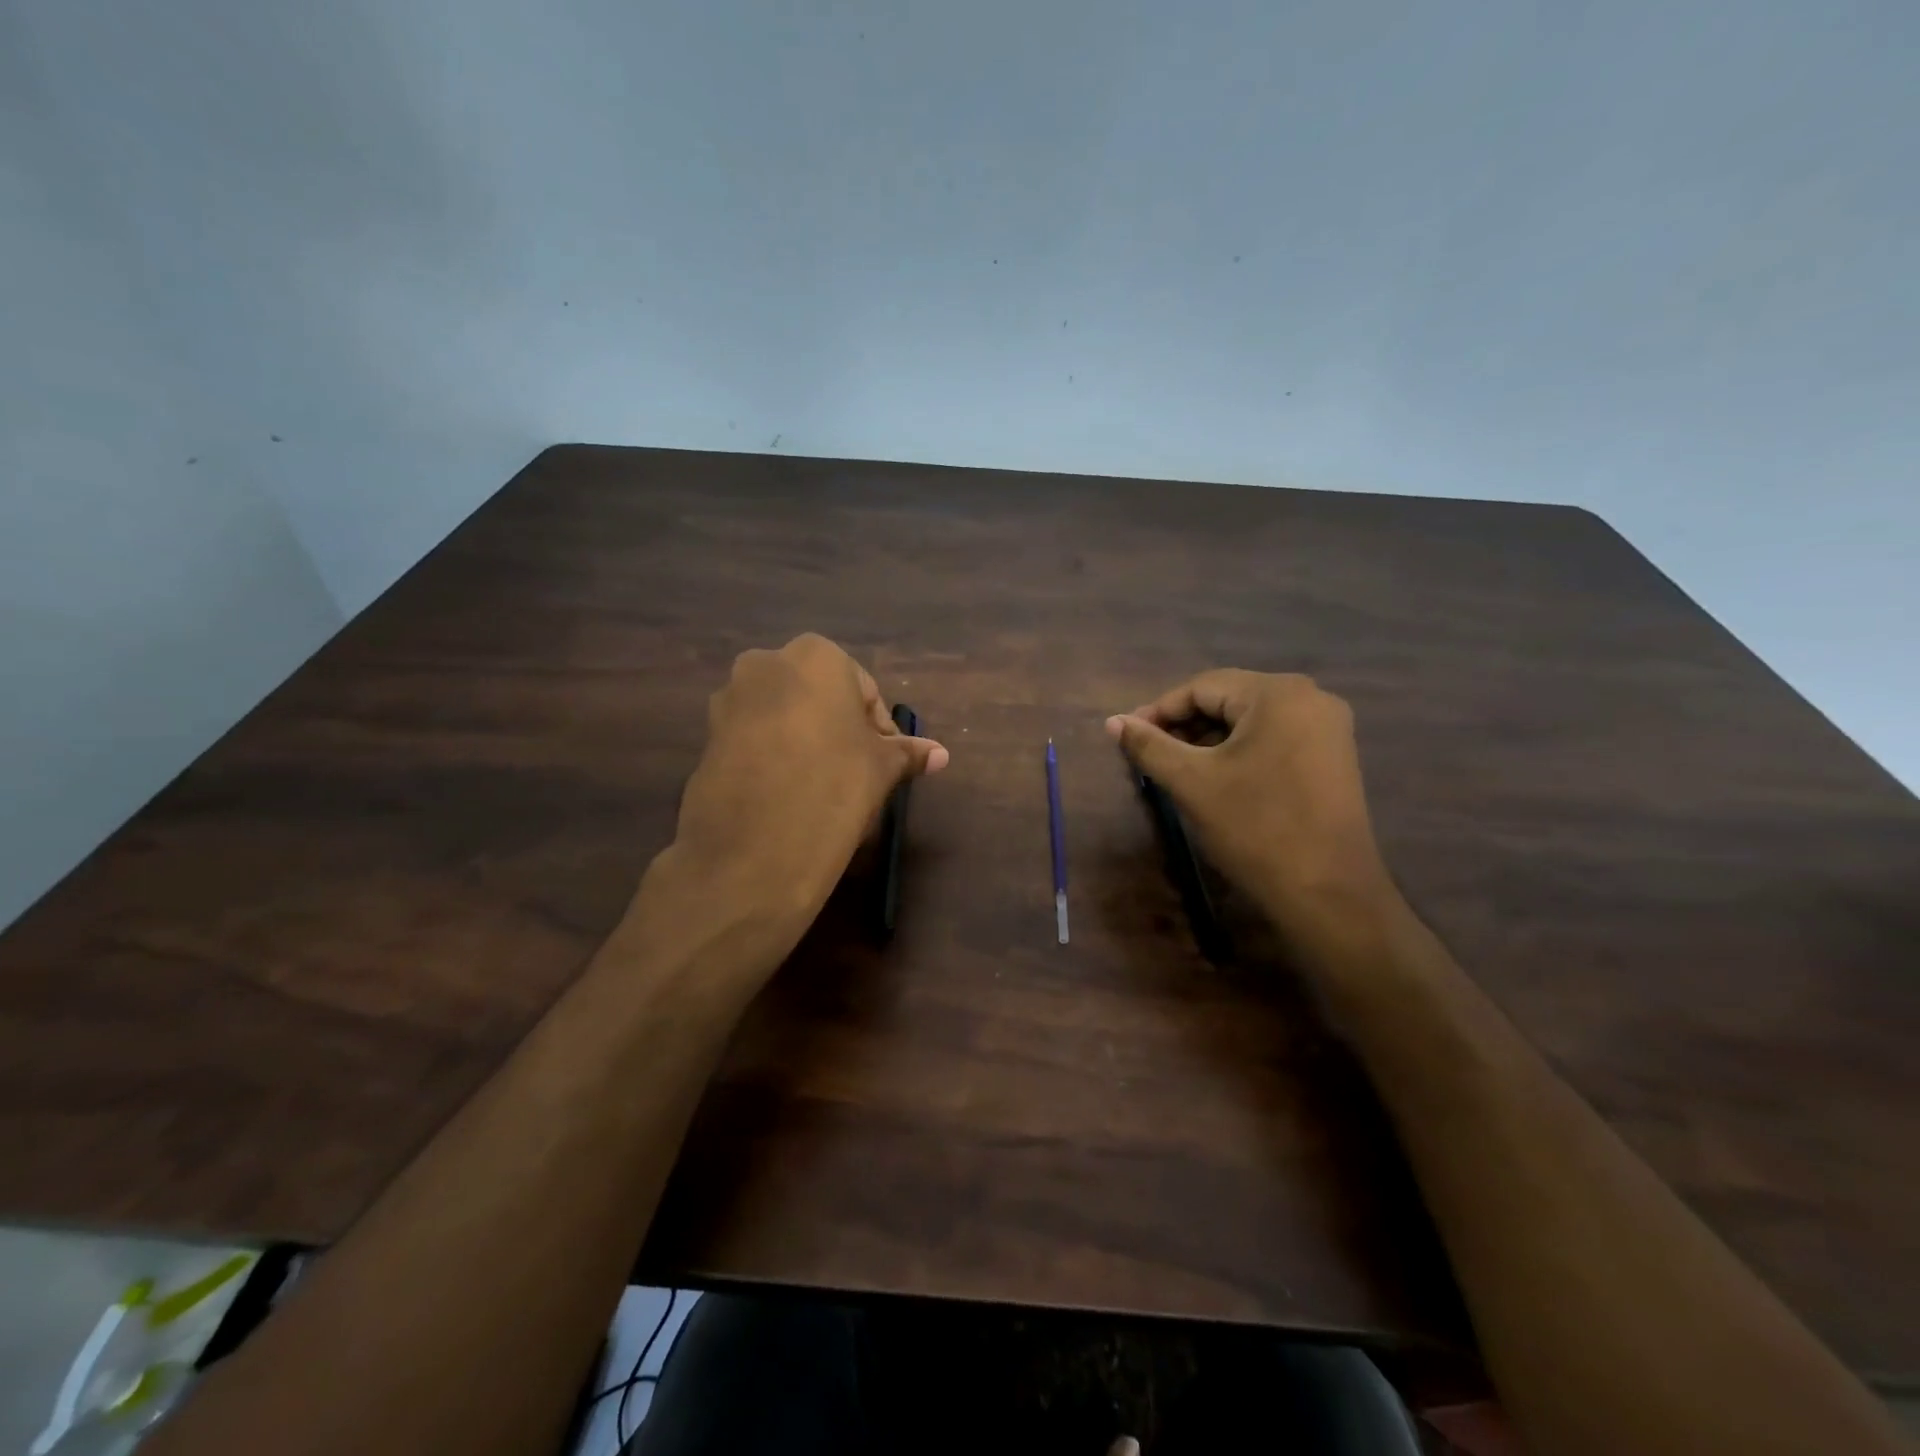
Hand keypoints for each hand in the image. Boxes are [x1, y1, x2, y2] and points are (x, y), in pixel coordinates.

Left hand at [669, 634, 947, 921]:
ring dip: (805, 742)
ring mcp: (729, 700)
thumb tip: (941, 755)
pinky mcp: (706, 737)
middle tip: (855, 773)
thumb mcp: (881, 768)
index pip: (864, 690)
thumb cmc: (834, 786)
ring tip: (820, 787)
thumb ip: (908, 753)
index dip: (878, 729)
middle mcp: (765, 663)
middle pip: (819, 698)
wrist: (753, 848)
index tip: (884, 764)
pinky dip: (773, 757)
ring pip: (784, 716)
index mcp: (815, 656)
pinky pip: (753, 739)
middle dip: (839, 730)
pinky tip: (786, 795)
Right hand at [1106, 670, 1393, 926]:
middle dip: (1184, 726)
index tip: (1126, 737)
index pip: (1202, 687)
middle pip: (1228, 700)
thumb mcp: (1192, 782)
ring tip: (1176, 768)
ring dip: (1208, 740)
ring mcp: (1327, 728)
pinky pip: (1273, 738)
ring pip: (1249, 721)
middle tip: (1149, 754)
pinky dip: (1238, 752)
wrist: (1327, 892)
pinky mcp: (1332, 756)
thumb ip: (1148, 745)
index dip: (1158, 711)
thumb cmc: (1255, 827)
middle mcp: (1310, 698)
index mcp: (1278, 694)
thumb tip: (1112, 722)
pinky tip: (1216, 778)